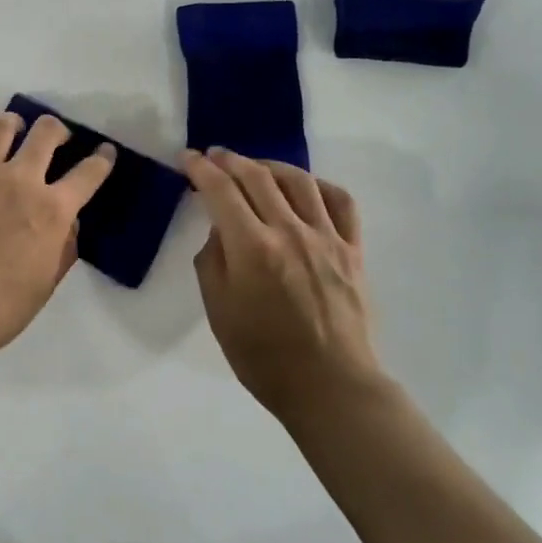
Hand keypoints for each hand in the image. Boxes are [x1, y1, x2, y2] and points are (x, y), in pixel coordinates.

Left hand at [0, 105, 115, 364]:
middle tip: (56, 138)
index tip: (105, 152)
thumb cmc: (0, 309)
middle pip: (46, 134)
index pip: (89, 173)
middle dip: (58, 130)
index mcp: (52, 211)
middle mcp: (20, 182)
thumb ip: (65, 246)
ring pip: (2, 126)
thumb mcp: (47, 283)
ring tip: (15, 128)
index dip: (103, 158)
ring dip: (15, 122)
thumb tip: (69, 222)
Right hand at [181, 147, 383, 427]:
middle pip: (257, 176)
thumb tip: (221, 229)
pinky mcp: (353, 249)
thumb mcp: (218, 311)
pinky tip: (306, 189)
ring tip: (256, 167)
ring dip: (271, 165)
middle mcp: (290, 231)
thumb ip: (213, 261)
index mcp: (252, 248)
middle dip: (230, 160)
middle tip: (215, 156)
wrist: (329, 386)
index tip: (187, 158)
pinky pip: (341, 201)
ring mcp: (326, 237)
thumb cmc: (263, 356)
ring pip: (299, 180)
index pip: (220, 191)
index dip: (200, 168)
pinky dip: (319, 186)